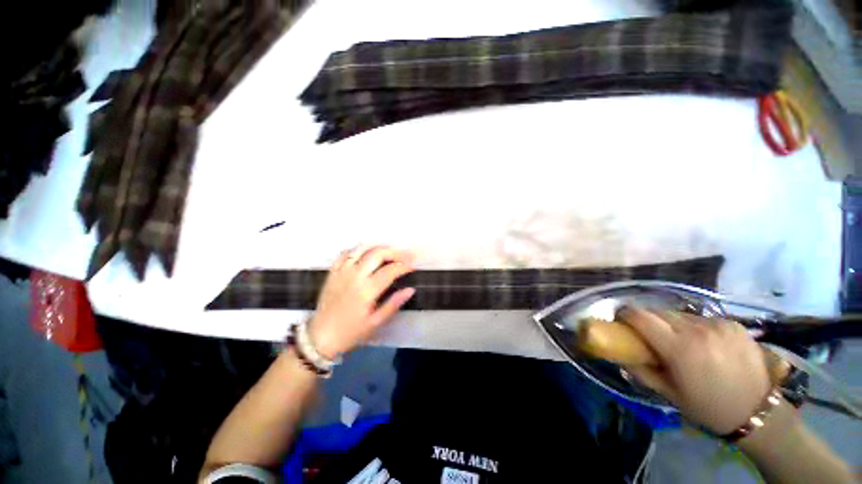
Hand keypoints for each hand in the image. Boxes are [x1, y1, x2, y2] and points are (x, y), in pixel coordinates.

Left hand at [307, 246, 415, 359]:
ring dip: (378, 246)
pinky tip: (366, 252)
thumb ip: (393, 304)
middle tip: (406, 255)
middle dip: (395, 252)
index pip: (390, 271)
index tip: (413, 266)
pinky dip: (358, 249)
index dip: (404, 266)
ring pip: (362, 249)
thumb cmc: (351, 332)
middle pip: (377, 254)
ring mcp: (342, 271)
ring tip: (390, 250)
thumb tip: (410, 290)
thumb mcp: (375, 323)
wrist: (320, 337)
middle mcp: (354, 276)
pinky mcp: (333, 272)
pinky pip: (345, 253)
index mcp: (366, 290)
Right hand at [618, 308, 771, 434]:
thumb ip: (641, 370)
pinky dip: (693, 327)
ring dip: (671, 323)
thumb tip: (621, 352)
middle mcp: (697, 329)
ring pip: (679, 313)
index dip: (625, 314)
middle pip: (658, 311)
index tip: (621, 321)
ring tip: (679, 341)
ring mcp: (718, 324)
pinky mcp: (733, 323)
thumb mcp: (668, 394)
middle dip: (647, 320)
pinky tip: (703, 343)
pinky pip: (701, 318)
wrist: (759, 412)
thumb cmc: (708, 408)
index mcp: (679, 348)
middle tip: (649, 335)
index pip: (640, 316)